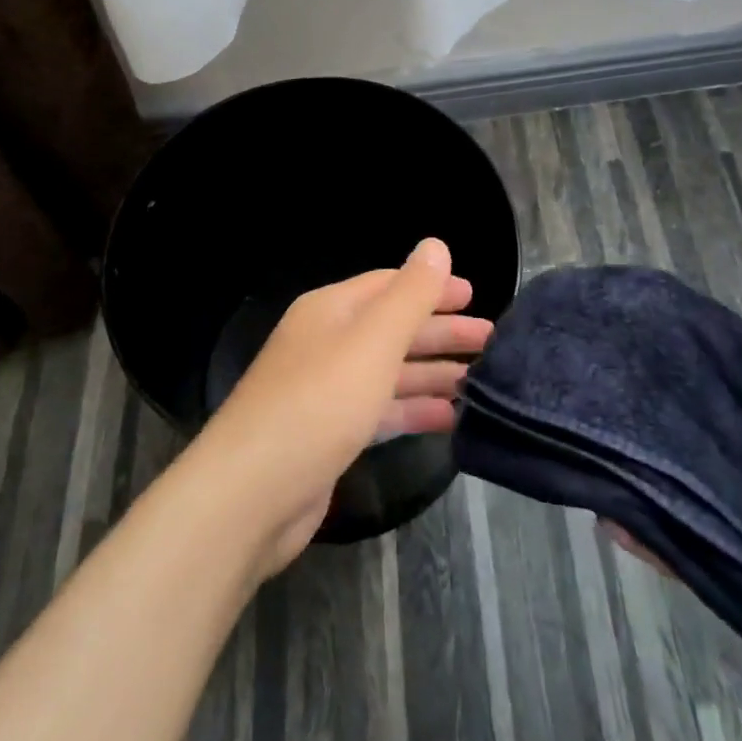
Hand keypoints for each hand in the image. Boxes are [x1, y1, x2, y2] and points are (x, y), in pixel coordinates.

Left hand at [195, 238, 490, 574]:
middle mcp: (327, 343)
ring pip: (390, 371)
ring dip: (433, 372)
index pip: (389, 285)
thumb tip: (435, 245)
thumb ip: (410, 294)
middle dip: (441, 332)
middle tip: (491, 342)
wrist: (250, 495)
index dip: (432, 287)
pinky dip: (414, 409)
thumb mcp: (372, 341)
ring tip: (481, 381)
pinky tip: (450, 418)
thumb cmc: (318, 404)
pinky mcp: (330, 434)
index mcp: (332, 310)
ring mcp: (326, 391)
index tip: (475, 296)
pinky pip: (381, 410)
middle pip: (393, 328)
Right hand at [605, 344, 741, 740]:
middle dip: (668, 402)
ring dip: (646, 460)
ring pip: (685, 483)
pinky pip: (677, 549)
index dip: (722, 362)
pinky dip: (640, 532)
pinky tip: (604, 507)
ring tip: (596, 421)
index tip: (674, 326)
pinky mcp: (728, 574)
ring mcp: (739, 523)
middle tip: (616, 365)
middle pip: (709, 431)